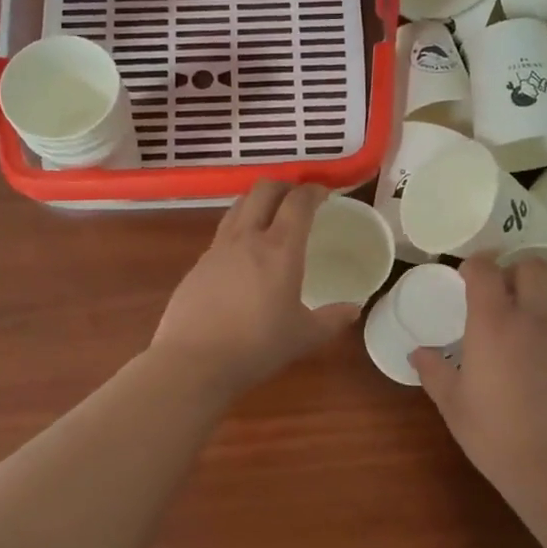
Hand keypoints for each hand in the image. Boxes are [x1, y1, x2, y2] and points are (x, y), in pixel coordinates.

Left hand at [151, 181, 362, 398]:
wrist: (193, 362)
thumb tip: (353, 310)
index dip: (313, 190)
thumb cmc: (256, 347)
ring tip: (269, 217)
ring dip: (257, 201)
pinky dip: (238, 229)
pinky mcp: (197, 265)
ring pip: (238, 206)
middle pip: (263, 190)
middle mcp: (247, 238)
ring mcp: (217, 249)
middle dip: (284, 186)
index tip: (324, 193)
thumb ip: (332, 319)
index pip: (298, 202)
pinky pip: (222, 233)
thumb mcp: (304, 337)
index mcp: (279, 249)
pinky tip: (243, 255)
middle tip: (297, 198)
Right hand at [411, 256, 546, 507]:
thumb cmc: (496, 436)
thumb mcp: (453, 405)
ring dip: (543, 286)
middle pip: (531, 266)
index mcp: (493, 324)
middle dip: (513, 269)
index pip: (485, 269)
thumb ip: (433, 372)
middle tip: (499, 291)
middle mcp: (532, 317)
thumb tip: (417, 353)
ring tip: (529, 307)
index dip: (473, 266)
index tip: (465, 278)